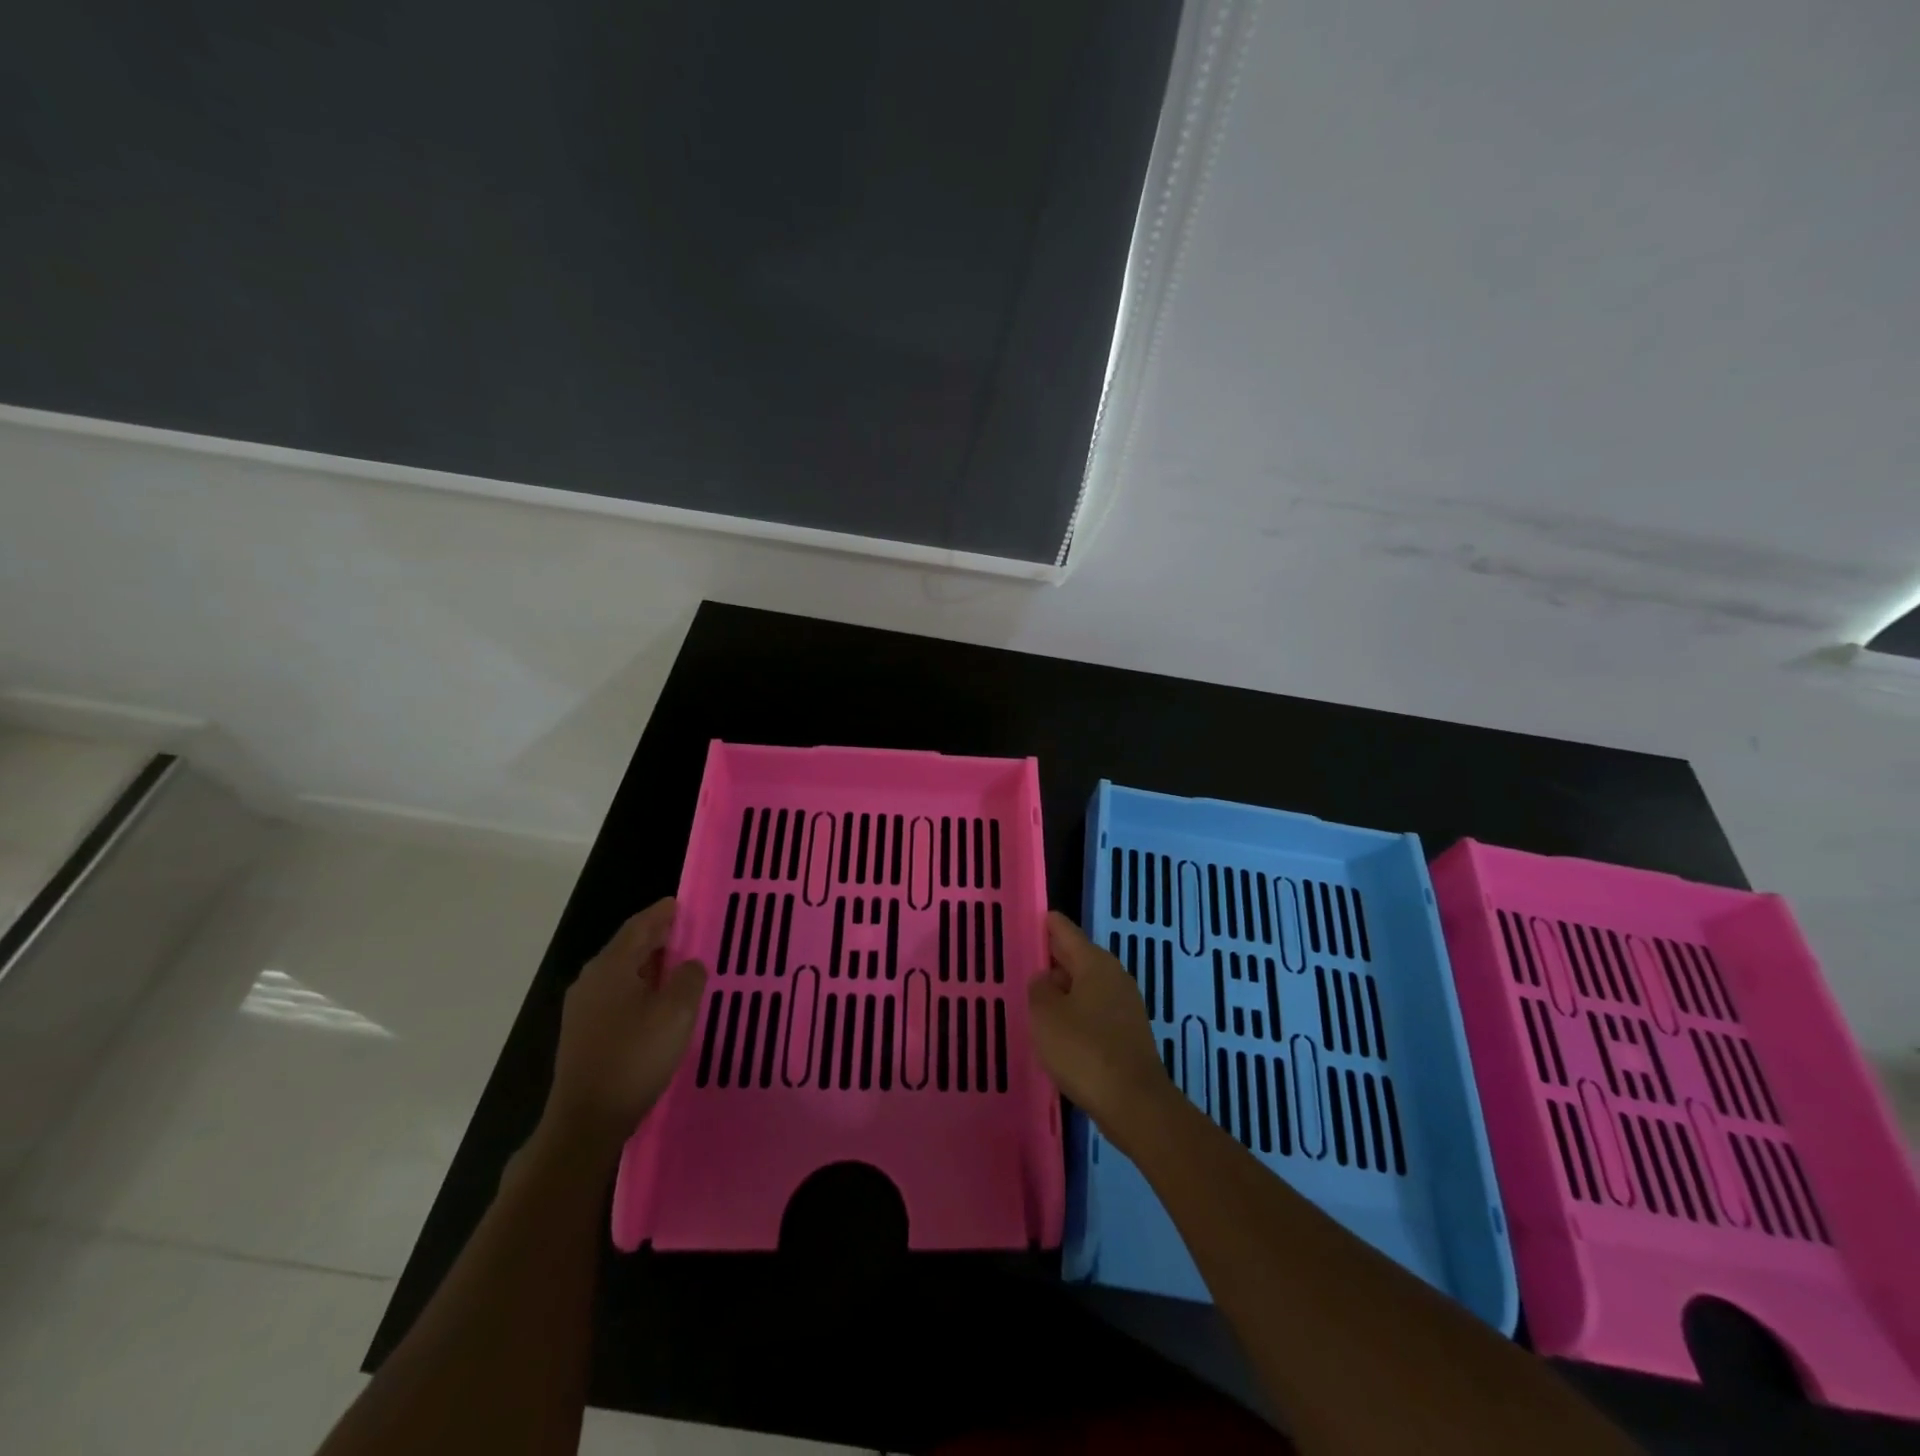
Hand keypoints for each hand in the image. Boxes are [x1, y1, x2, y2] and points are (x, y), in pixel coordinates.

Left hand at [542, 898, 707, 1156]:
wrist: (586, 1121)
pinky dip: (639, 987)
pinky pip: (615, 995)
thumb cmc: (635, 1058)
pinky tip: (657, 1002)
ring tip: (678, 965)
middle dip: (656, 937)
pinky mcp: (583, 1034)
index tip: (682, 904)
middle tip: (687, 932)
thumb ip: (689, 978)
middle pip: (627, 947)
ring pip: (621, 972)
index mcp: (611, 967)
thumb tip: (689, 964)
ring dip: (649, 964)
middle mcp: (591, 980)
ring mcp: (583, 1009)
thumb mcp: (677, 1013)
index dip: (662, 913)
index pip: (639, 926)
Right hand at [1027, 912, 1172, 1139]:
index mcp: (1095, 963)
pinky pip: (1095, 1010)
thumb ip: (1039, 989)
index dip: (1047, 924)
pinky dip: (1076, 1011)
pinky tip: (1059, 1028)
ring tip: (1036, 996)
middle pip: (1078, 957)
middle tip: (1025, 958)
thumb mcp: (1046, 1015)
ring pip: (1087, 985)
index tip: (1031, 918)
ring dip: (1064, 988)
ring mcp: (1125, 1005)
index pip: (1066, 931)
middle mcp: (1114, 976)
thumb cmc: (1084, 1050)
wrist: (1134, 1103)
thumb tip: (1046, 979)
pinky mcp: (1128, 1033)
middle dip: (1054, 957)